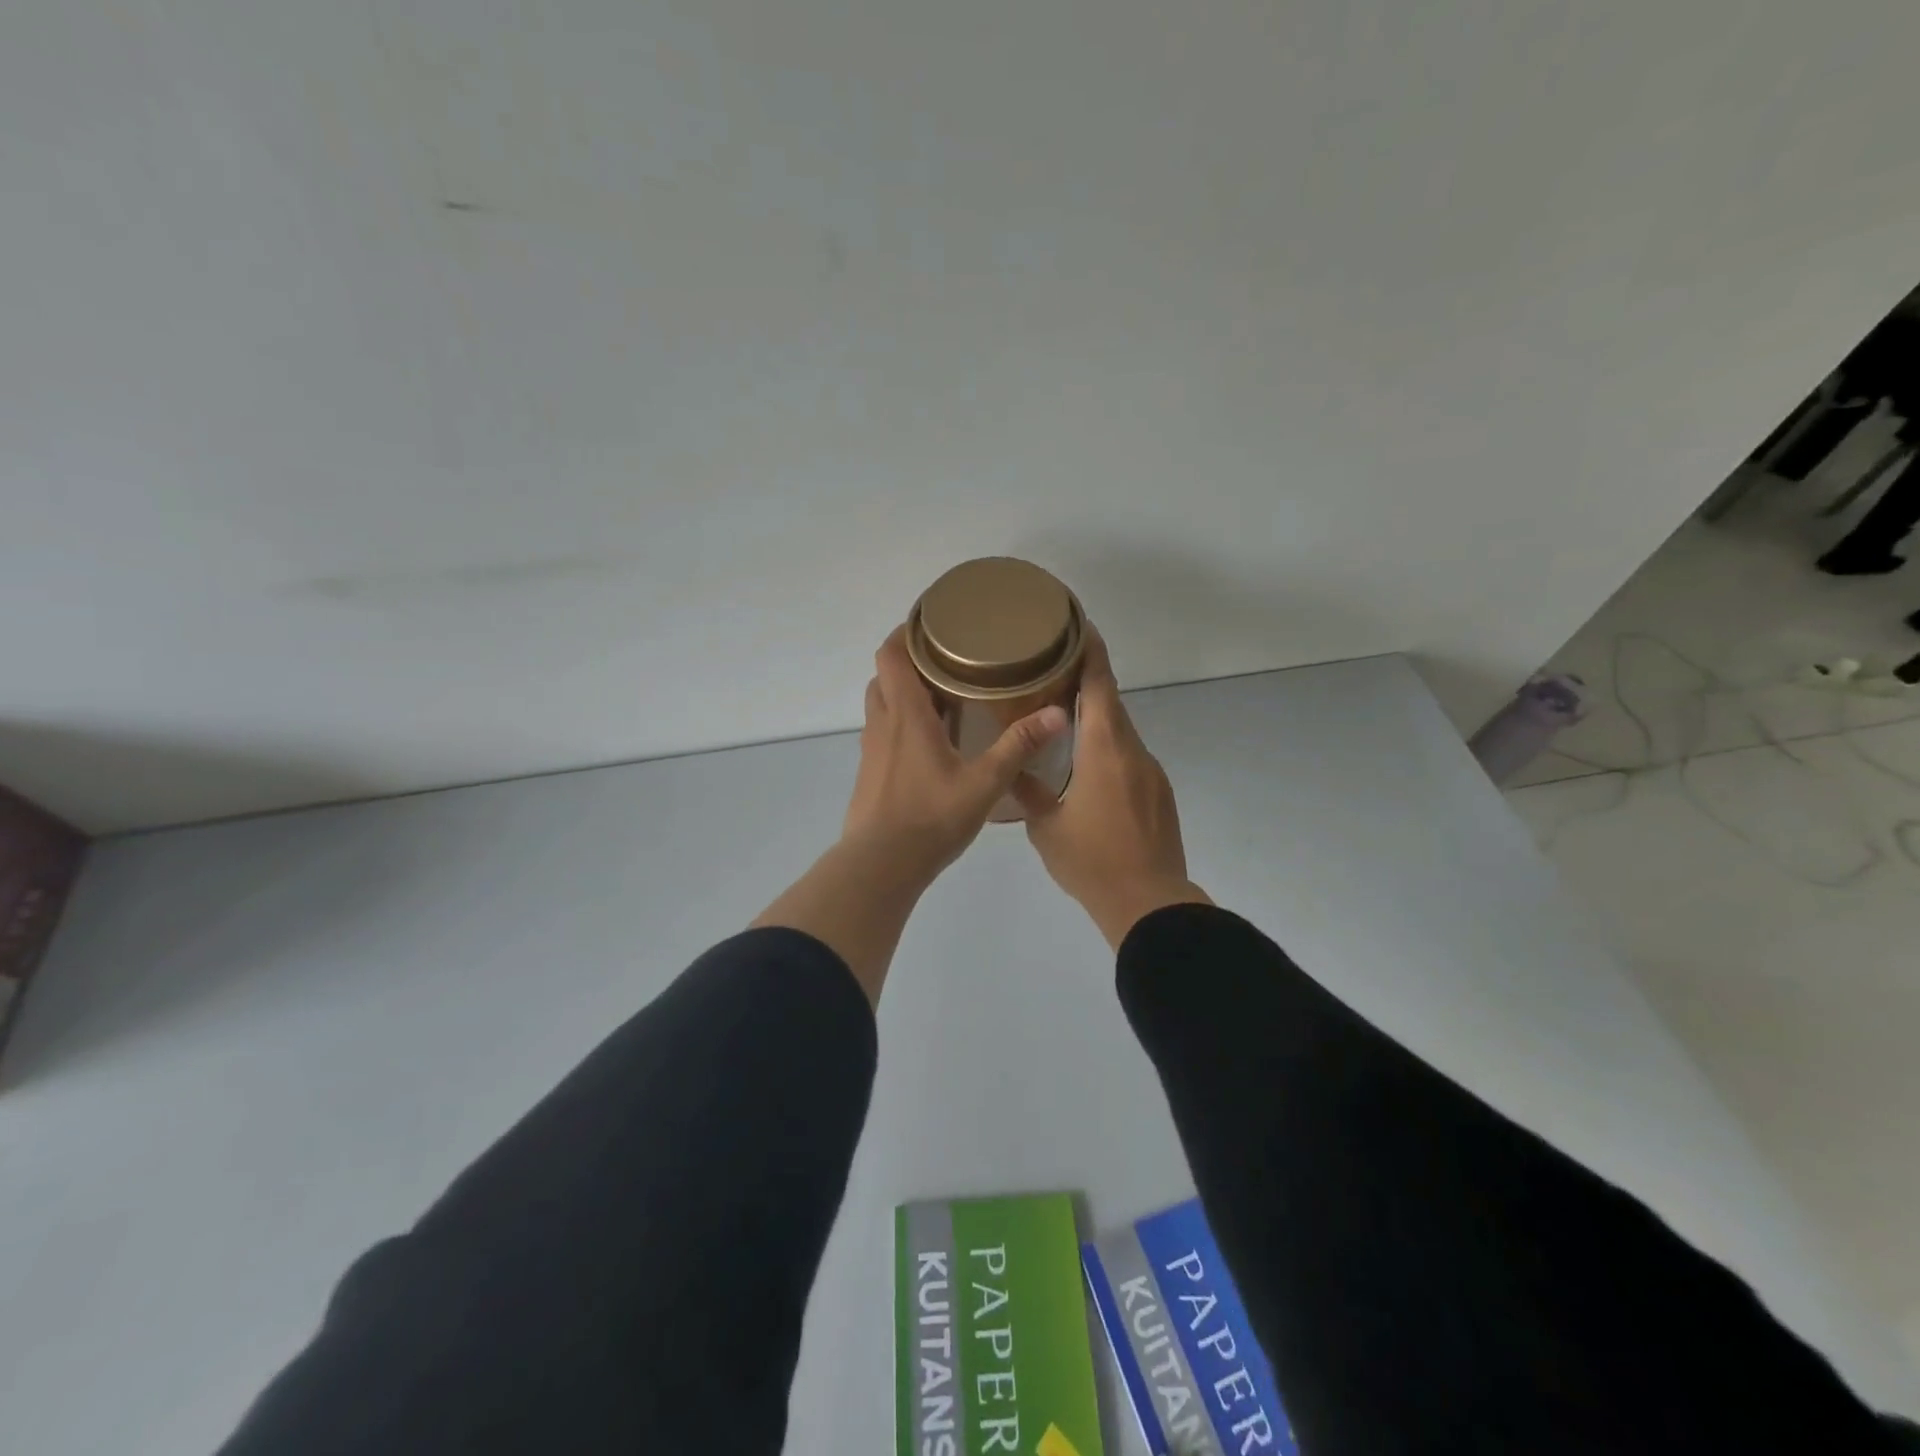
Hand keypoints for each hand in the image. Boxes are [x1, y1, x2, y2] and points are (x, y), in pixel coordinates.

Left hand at [755, 625, 1070, 1006]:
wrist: (881, 865)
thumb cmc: (930, 817)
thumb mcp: (984, 782)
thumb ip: (1019, 746)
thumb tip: (1057, 713)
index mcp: (906, 715)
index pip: (891, 654)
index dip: (905, 632)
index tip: (931, 623)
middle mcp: (883, 724)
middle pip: (886, 674)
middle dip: (911, 661)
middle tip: (947, 660)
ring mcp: (872, 750)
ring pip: (882, 704)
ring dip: (905, 692)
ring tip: (944, 695)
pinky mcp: (871, 773)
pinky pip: (884, 732)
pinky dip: (902, 722)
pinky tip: (933, 741)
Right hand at [1012, 626, 1210, 948]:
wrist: (1149, 903)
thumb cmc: (1092, 861)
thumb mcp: (1045, 826)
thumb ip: (1028, 789)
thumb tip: (1013, 767)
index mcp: (1104, 749)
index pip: (1100, 684)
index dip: (1090, 651)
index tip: (1077, 625)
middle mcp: (1133, 751)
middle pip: (1111, 703)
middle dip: (1086, 682)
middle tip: (1052, 672)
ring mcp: (1151, 773)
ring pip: (1120, 732)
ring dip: (1096, 720)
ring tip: (1062, 721)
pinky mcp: (1159, 794)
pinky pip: (1129, 757)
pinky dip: (1107, 749)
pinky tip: (1086, 770)